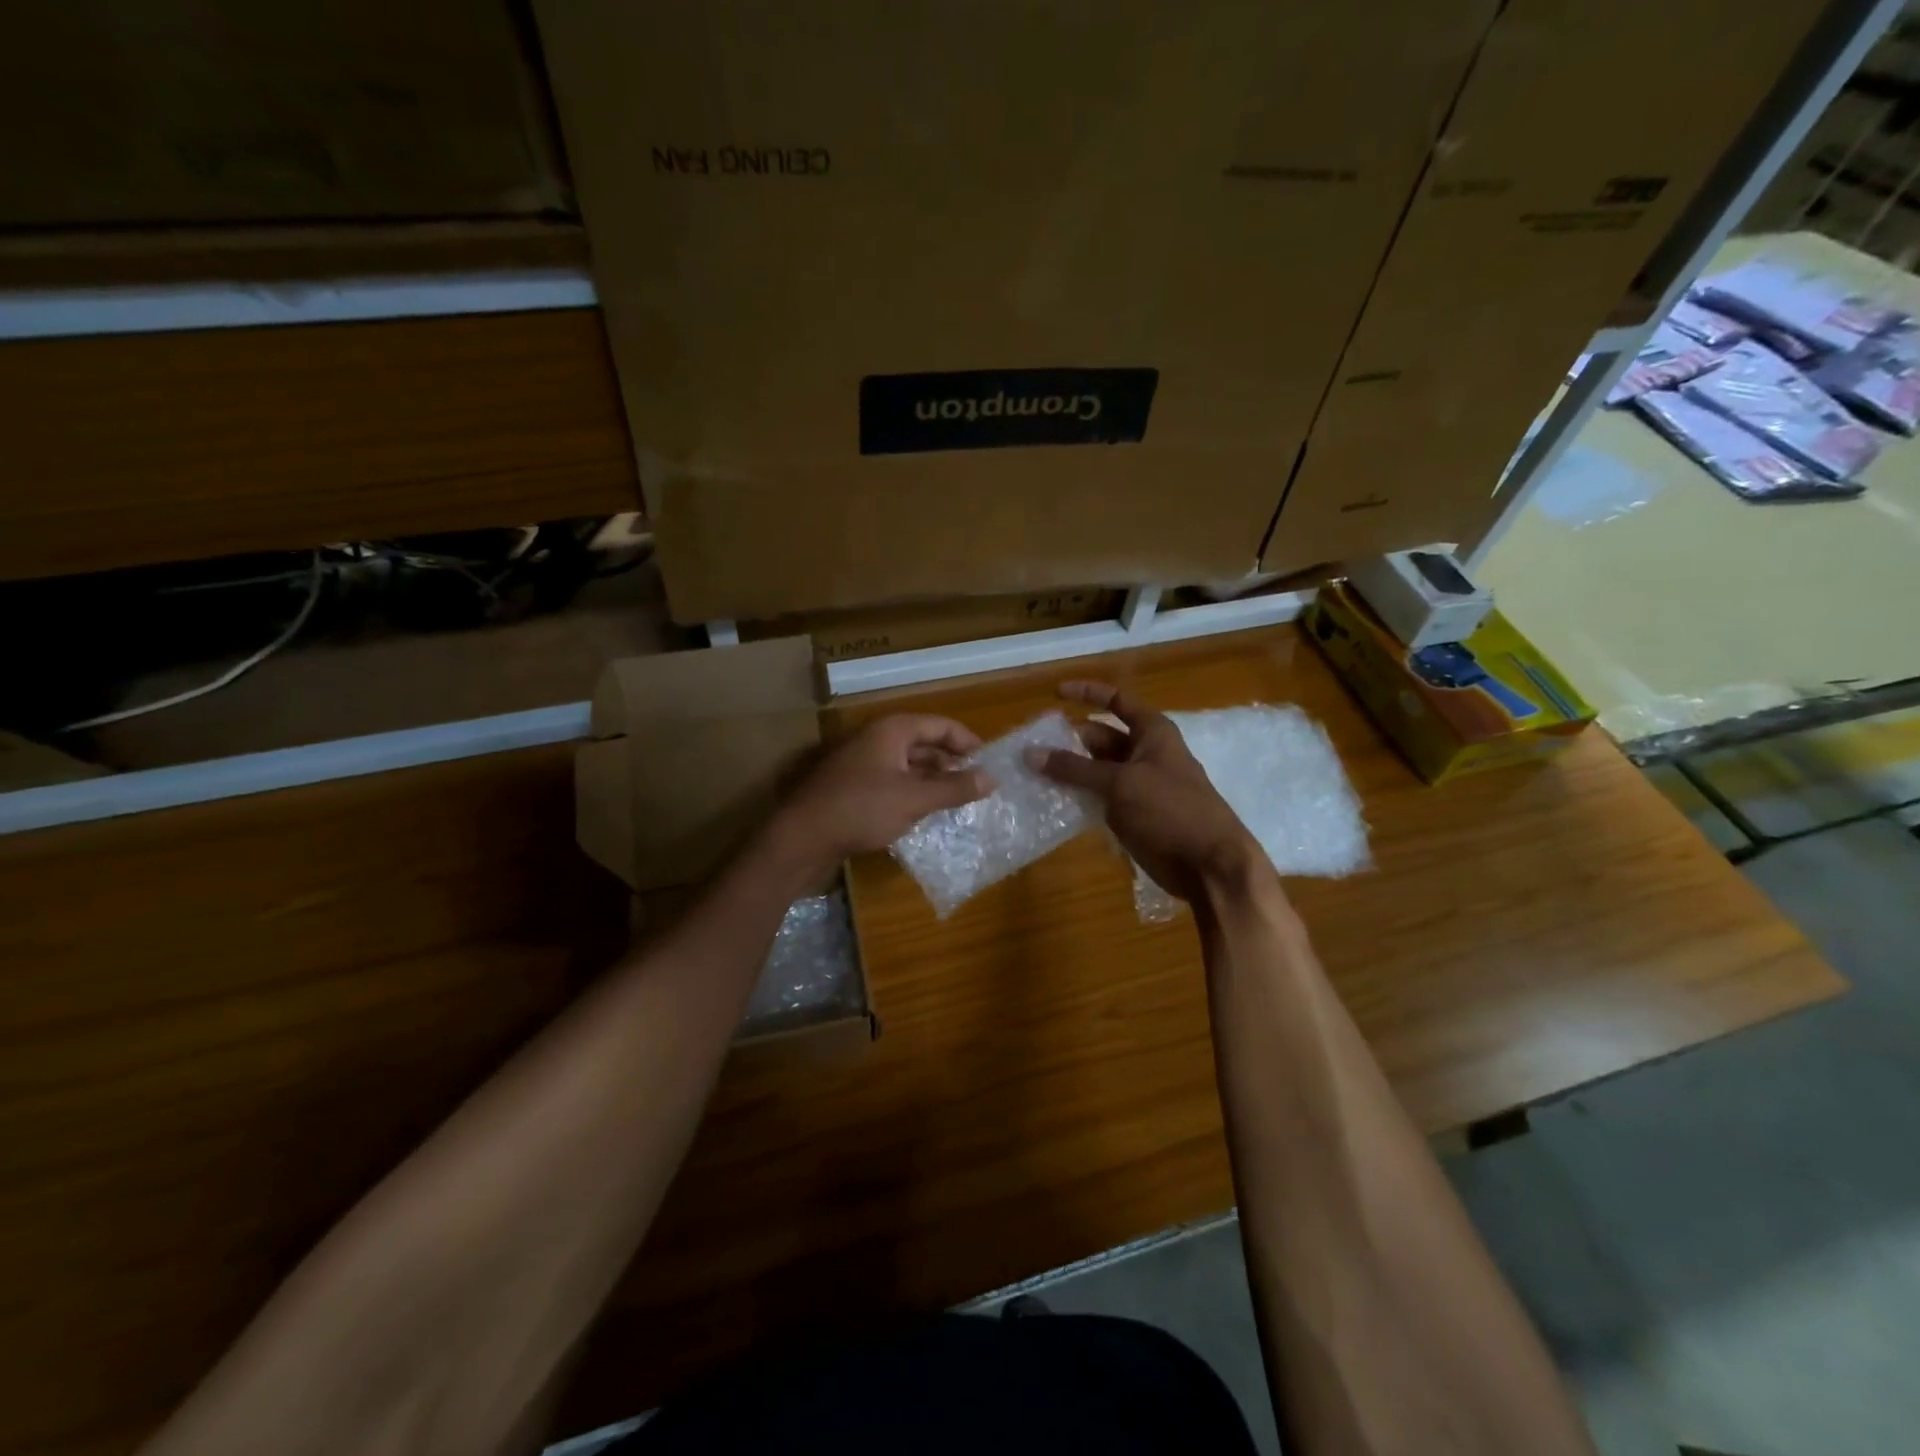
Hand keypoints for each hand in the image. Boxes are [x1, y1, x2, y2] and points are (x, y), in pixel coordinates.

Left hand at [775, 714, 991, 866]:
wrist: (801, 837)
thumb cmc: (861, 809)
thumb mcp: (914, 799)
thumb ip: (954, 788)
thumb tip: (992, 778)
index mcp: (892, 730)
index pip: (940, 725)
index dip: (967, 741)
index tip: (990, 762)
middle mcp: (877, 739)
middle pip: (924, 743)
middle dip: (951, 762)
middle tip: (978, 784)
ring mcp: (863, 763)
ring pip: (908, 764)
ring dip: (933, 779)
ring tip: (958, 799)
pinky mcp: (854, 787)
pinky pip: (893, 781)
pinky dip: (913, 792)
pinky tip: (925, 812)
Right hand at [1031, 681, 1267, 903]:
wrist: (1209, 865)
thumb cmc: (1170, 810)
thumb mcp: (1119, 783)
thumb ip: (1074, 768)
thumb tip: (1030, 753)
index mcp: (1152, 732)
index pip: (1116, 700)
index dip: (1087, 693)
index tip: (1054, 693)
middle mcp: (1146, 753)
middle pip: (1101, 737)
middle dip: (1068, 740)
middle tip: (1030, 748)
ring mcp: (1139, 785)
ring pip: (1097, 770)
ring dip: (1070, 771)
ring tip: (1031, 774)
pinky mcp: (1134, 814)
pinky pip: (1100, 797)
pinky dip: (1078, 797)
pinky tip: (1051, 802)